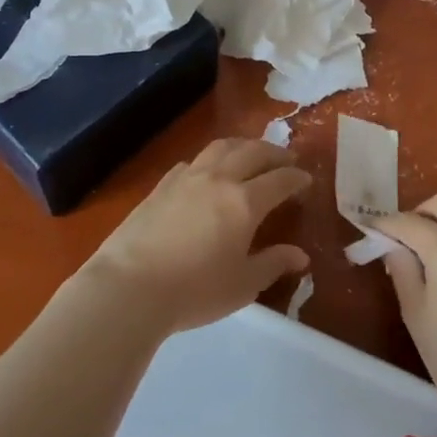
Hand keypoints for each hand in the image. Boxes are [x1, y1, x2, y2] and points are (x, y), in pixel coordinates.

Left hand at [81, 138, 310, 335]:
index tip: (307, 179)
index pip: (279, 179)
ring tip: (251, 154)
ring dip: (243, 146)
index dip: (296, 177)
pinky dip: (211, 160)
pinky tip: (208, 172)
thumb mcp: (243, 285)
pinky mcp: (161, 185)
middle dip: (274, 153)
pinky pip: (193, 161)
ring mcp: (187, 178)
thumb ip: (273, 264)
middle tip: (286, 159)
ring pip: (221, 147)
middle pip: (253, 152)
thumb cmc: (194, 290)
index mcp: (244, 202)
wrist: (129, 286)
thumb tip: (300, 255)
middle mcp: (219, 179)